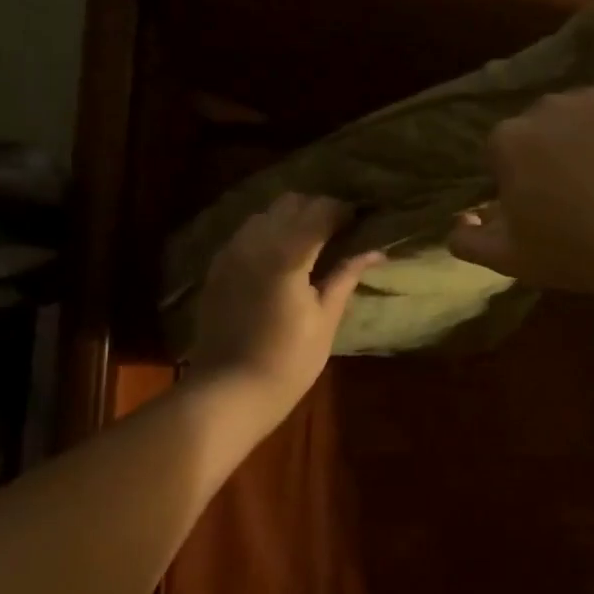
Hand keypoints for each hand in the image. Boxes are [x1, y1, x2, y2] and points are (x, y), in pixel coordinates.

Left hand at [187, 194, 379, 429]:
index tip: (360, 221)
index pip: (320, 211)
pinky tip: (282, 257)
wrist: (228, 391)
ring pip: (266, 213)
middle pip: (292, 203)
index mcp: (287, 256)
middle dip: (318, 209)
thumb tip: (375, 251)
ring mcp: (231, 252)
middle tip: (339, 231)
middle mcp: (255, 243)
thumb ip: (345, 277)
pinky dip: (269, 233)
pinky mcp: (218, 266)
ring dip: (291, 218)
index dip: (344, 211)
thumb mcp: (325, 319)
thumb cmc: (288, 362)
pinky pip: (247, 233)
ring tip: (311, 242)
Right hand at [448, 69, 593, 293]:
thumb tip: (458, 218)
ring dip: (585, 128)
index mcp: (508, 140)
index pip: (504, 150)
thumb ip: (467, 239)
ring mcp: (593, 97)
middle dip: (550, 149)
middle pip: (540, 125)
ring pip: (579, 107)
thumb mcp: (507, 258)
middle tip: (575, 187)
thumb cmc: (572, 253)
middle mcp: (544, 107)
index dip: (518, 175)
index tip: (538, 202)